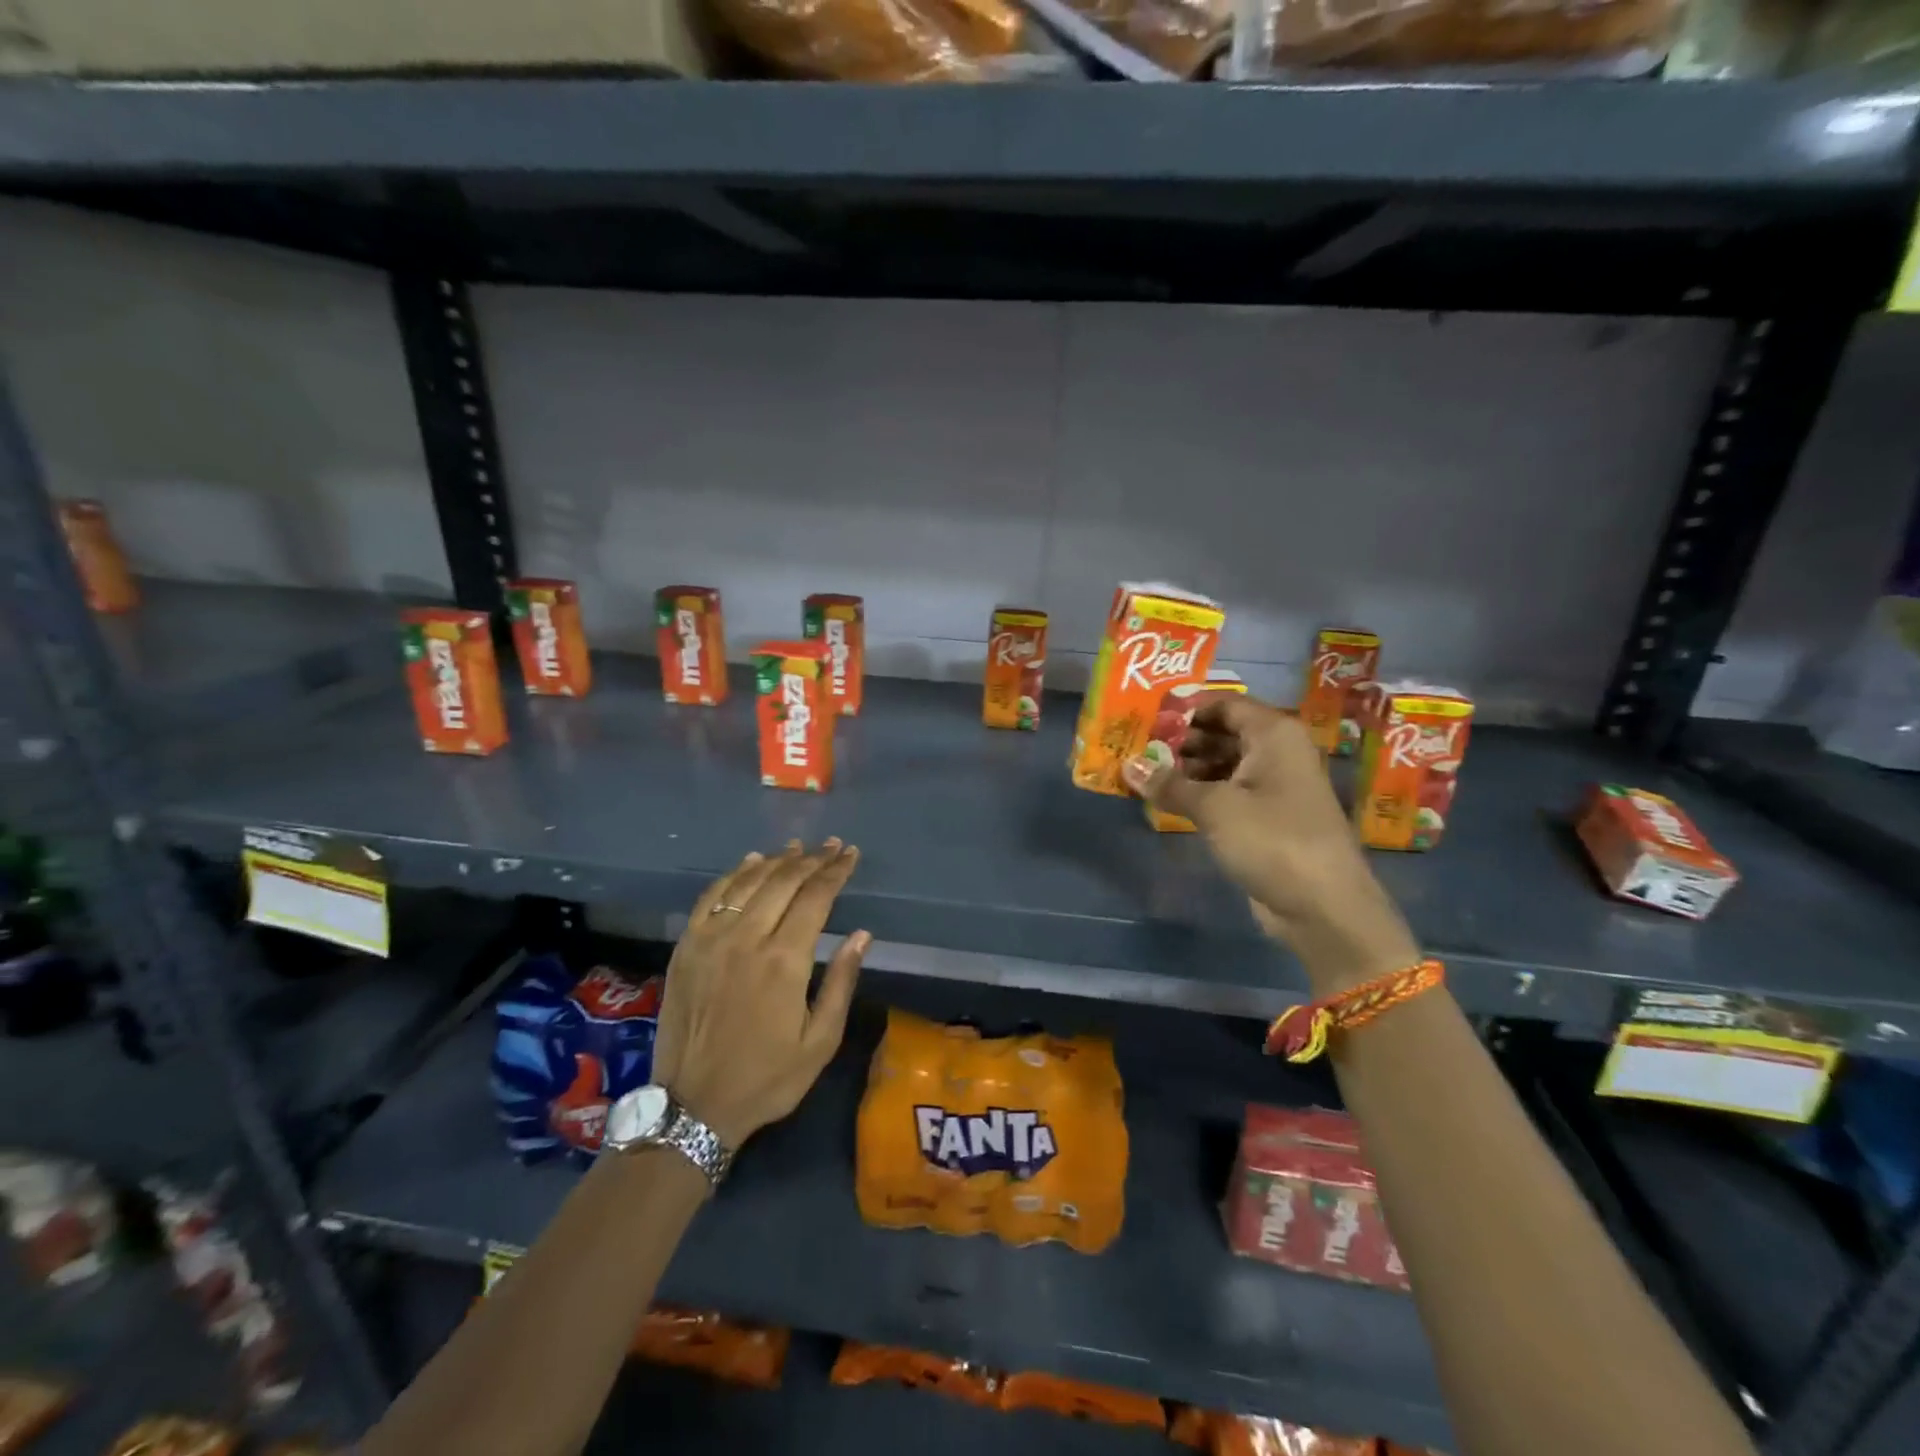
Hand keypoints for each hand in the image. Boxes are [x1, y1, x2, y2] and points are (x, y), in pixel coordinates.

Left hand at [650, 839, 869, 1150]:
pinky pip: (711, 897)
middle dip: (811, 859)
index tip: (850, 854)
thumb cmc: (766, 1078)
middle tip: (830, 845)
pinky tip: (748, 864)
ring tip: (795, 848)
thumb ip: (841, 982)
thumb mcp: (819, 1042)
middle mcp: (746, 939)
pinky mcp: (685, 948)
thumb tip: (862, 935)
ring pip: (747, 883)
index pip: (815, 897)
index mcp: (784, 961)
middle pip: (782, 882)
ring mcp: (710, 940)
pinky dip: (733, 875)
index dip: (835, 872)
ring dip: (774, 861)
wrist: (693, 1107)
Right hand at [1123, 694, 1418, 994]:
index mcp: (1274, 734)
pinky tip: (1167, 799)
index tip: (1144, 718)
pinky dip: (1199, 792)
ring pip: (1223, 763)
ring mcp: (1274, 786)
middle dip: (1180, 740)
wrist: (1323, 907)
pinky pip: (1227, 792)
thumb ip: (1169, 783)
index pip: (1223, 703)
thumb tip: (1127, 766)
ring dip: (1186, 768)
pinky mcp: (1267, 817)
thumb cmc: (1272, 839)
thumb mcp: (1215, 807)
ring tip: (1143, 775)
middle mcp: (1277, 752)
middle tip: (1136, 749)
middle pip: (1222, 732)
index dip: (1184, 708)